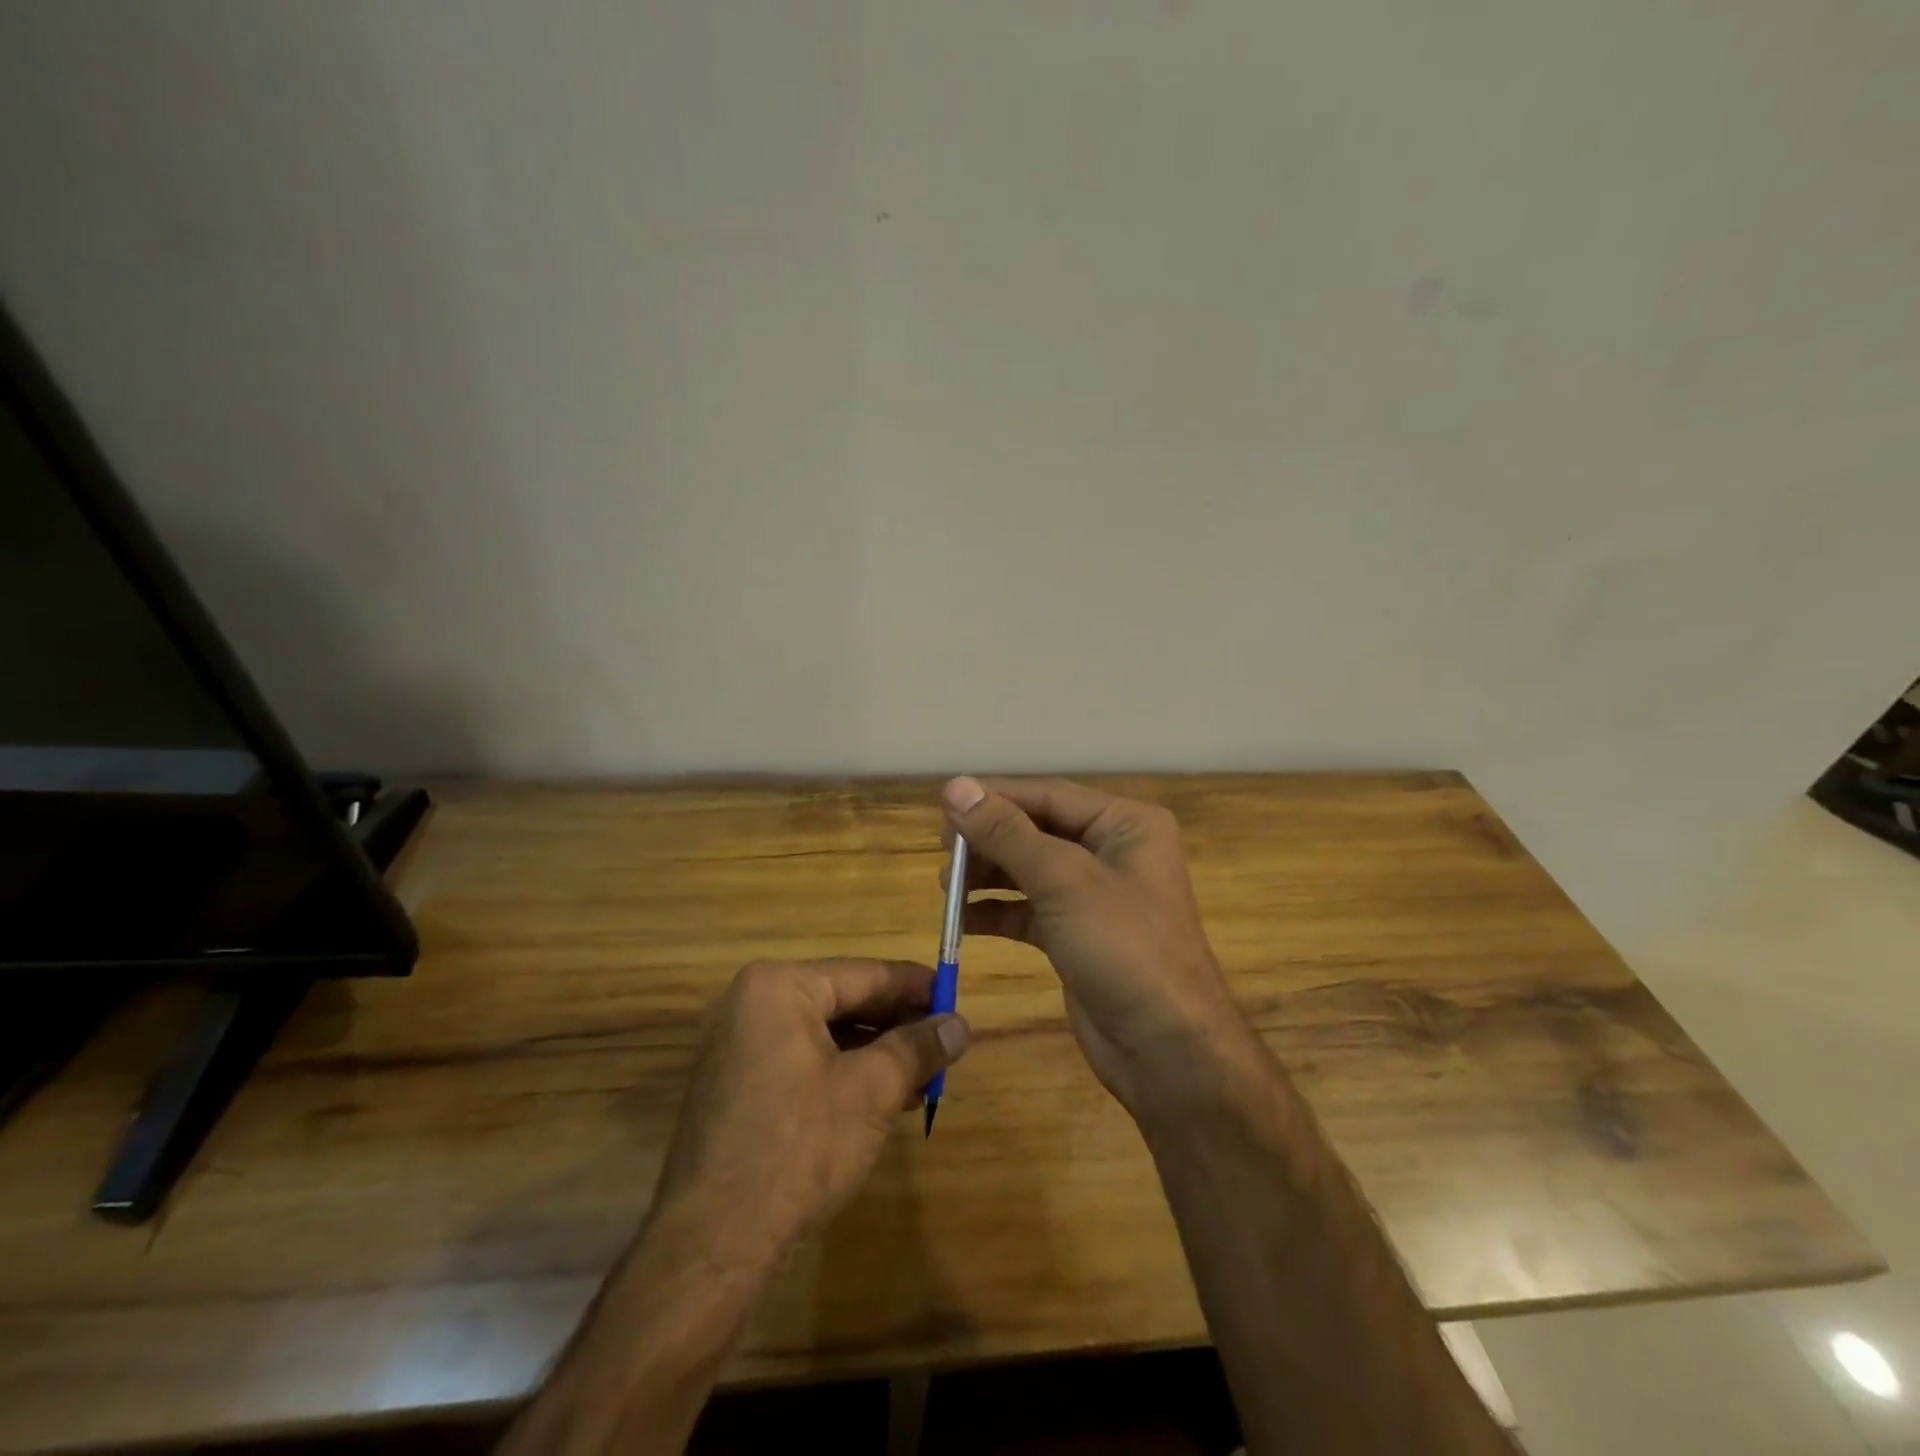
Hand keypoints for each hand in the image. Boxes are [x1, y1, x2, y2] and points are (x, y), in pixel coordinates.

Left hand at [651, 958, 969, 1258]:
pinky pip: (799, 1059)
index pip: (864, 974)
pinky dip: (841, 1071)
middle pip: (842, 1000)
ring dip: (873, 1052)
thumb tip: (960, 1025)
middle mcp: (750, 1003)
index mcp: (778, 987)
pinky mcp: (733, 1084)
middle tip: (943, 1040)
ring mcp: (736, 1045)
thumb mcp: (872, 1091)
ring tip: (922, 1074)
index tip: (955, 996)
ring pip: (823, 1033)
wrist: (713, 1245)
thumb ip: (918, 1048)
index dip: (915, 986)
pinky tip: (880, 1097)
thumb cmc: (798, 1148)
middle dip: (896, 1023)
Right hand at [940, 776, 1253, 1115]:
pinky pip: (1029, 911)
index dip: (995, 796)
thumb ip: (1007, 833)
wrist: (1166, 1050)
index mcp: (1125, 824)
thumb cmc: (1124, 948)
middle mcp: (1112, 852)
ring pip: (1030, 870)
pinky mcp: (1078, 935)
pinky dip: (997, 912)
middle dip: (989, 839)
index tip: (944, 803)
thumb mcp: (1064, 881)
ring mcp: (1095, 896)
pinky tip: (962, 920)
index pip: (1049, 795)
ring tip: (945, 884)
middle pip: (1038, 830)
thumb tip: (955, 786)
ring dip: (988, 875)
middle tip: (941, 848)